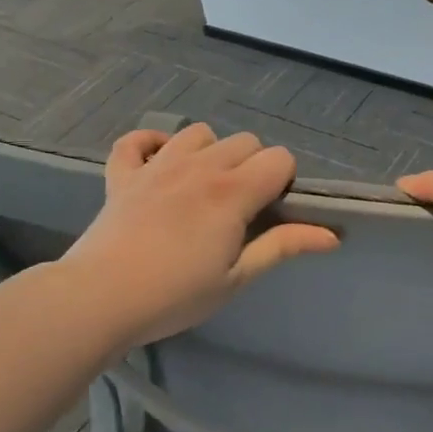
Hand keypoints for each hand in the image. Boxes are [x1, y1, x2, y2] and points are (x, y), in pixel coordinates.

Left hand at [66, 124, 339, 349]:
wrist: (99, 298)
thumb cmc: (175, 295)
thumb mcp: (237, 277)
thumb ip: (283, 247)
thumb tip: (333, 235)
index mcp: (232, 191)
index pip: (279, 158)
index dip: (283, 181)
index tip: (269, 213)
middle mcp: (199, 166)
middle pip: (244, 141)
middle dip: (252, 166)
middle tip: (239, 209)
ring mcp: (157, 165)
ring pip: (198, 132)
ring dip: (209, 152)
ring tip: (202, 187)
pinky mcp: (122, 174)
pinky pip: (136, 140)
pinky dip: (150, 145)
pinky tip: (157, 165)